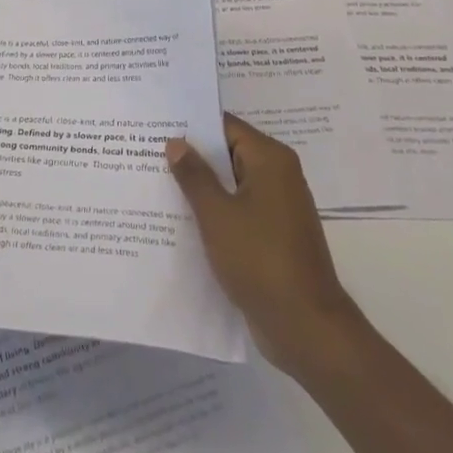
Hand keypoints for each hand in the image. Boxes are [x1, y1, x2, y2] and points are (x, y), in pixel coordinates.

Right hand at [166, 114, 360, 377]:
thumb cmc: (260, 260)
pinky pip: (238, 210)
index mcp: (270, 160)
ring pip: (231, 185)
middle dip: (191, 156)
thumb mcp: (217, 214)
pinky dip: (214, 211)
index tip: (156, 126)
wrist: (306, 327)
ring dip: (200, 187)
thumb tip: (176, 142)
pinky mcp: (273, 235)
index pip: (225, 126)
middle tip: (146, 153)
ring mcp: (278, 207)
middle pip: (228, 153)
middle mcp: (278, 176)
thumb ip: (194, 176)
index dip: (191, 126)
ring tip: (156, 184)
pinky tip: (180, 219)